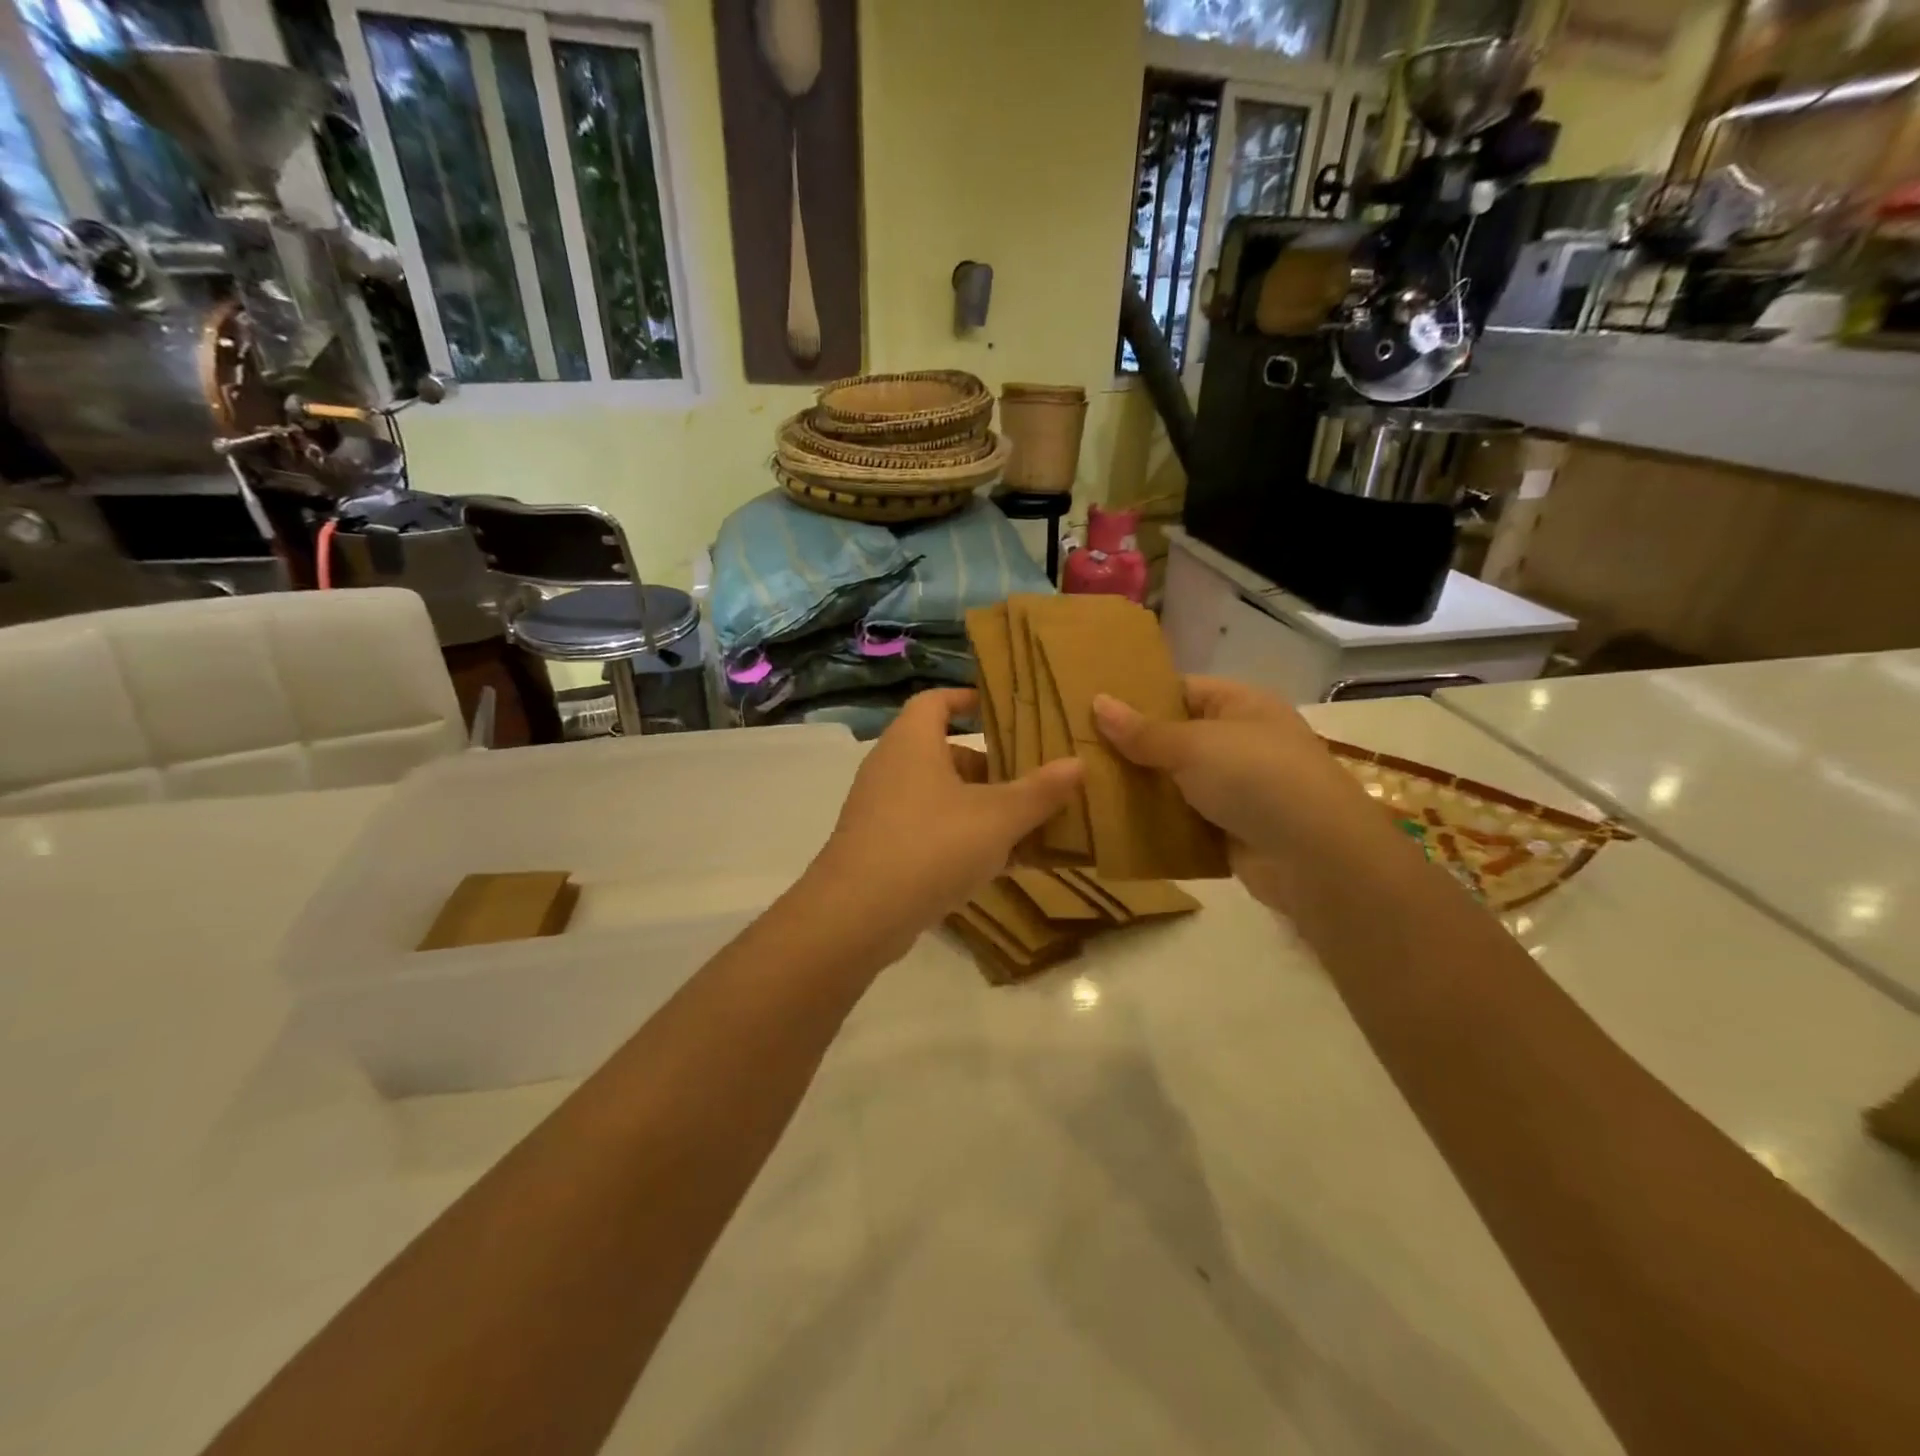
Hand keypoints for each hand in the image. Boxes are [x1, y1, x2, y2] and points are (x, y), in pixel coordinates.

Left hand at [805, 688, 1082, 961]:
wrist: (857, 916)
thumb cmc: (931, 846)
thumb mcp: (997, 817)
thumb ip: (1039, 791)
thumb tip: (1078, 763)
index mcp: (911, 742)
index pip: (936, 701)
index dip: (967, 699)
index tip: (1003, 711)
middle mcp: (891, 768)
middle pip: (945, 753)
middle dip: (990, 767)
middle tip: (1032, 780)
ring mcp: (882, 811)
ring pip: (940, 797)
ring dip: (981, 808)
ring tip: (1027, 824)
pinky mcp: (881, 849)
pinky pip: (929, 831)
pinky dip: (962, 839)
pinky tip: (1000, 865)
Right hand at [1092, 677, 1386, 910]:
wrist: (1316, 858)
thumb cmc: (1257, 778)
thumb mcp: (1194, 745)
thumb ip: (1143, 731)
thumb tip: (1097, 701)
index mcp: (1241, 706)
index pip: (1182, 690)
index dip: (1139, 697)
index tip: (1092, 707)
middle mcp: (1241, 743)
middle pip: (1175, 738)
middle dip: (1131, 747)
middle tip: (1077, 750)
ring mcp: (1237, 789)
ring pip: (1175, 783)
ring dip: (1139, 788)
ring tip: (1084, 786)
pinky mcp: (1230, 831)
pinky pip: (1182, 820)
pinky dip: (1155, 823)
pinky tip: (1113, 824)